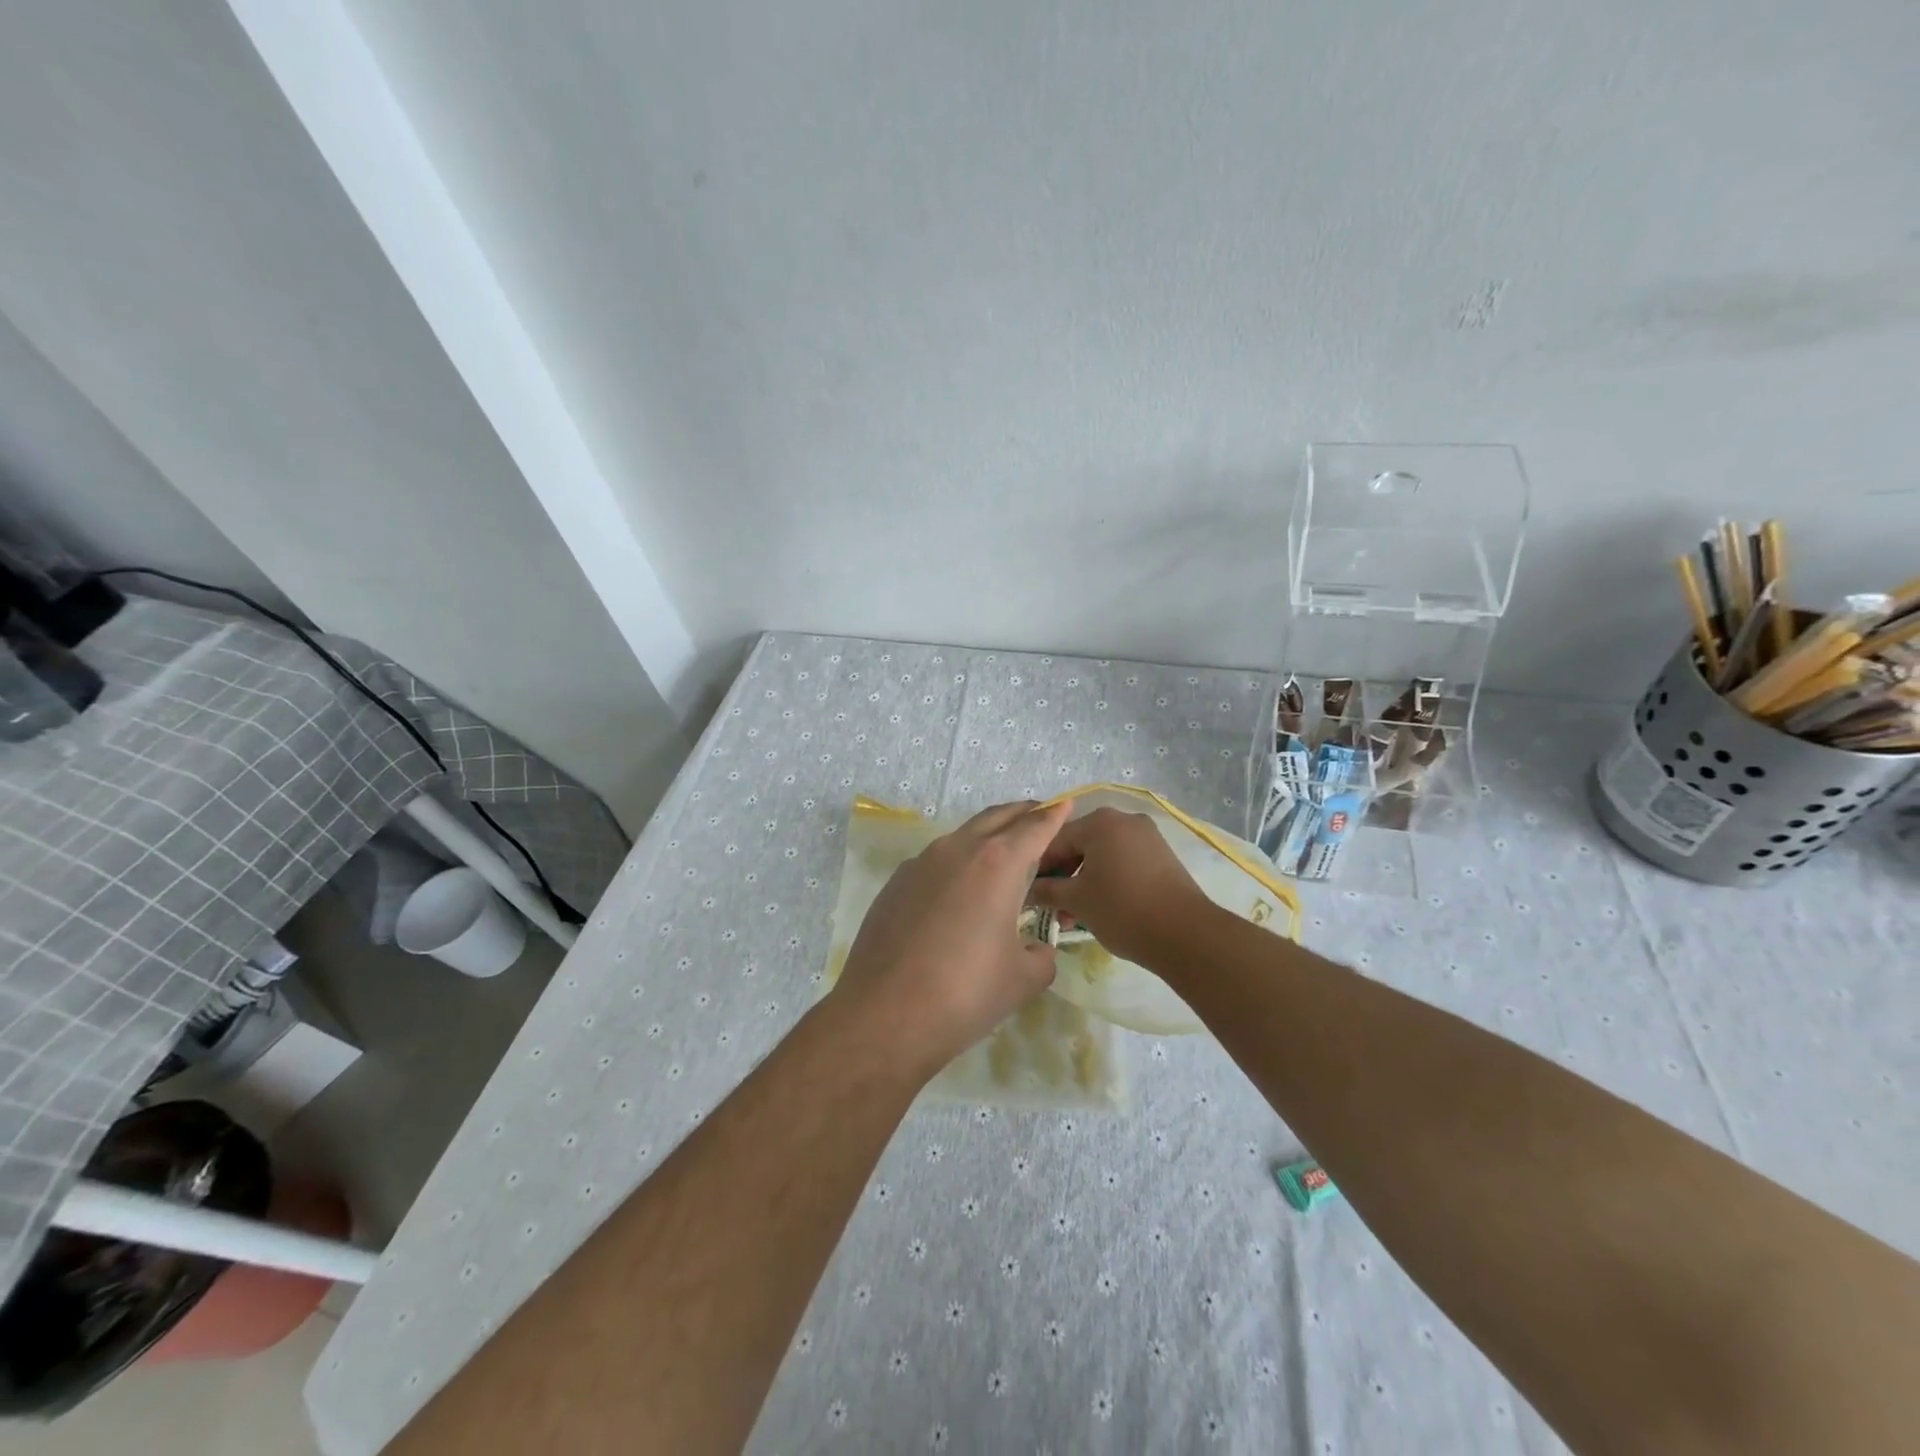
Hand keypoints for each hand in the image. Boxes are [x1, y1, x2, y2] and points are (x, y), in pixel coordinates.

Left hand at [832, 800, 1071, 1079]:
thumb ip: (1042, 955)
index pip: (1035, 826)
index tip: (1067, 804)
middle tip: (1041, 817)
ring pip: (964, 835)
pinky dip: (958, 860)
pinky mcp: (896, 882)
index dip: (1055, 815)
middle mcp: (958, 850)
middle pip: (998, 817)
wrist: (884, 1015)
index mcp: (998, 863)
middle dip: (1023, 814)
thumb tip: (1038, 949)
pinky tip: (960, 889)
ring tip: (1004, 852)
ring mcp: (921, 863)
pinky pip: (936, 859)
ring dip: (989, 835)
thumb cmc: (965, 994)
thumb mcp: (1023, 979)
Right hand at [1027, 807, 1213, 965]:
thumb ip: (1048, 890)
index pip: (1056, 839)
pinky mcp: (1162, 857)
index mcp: (1100, 822)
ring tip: (1074, 916)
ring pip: (1103, 856)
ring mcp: (1147, 837)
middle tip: (1051, 907)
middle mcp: (1124, 820)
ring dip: (1084, 882)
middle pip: (1081, 845)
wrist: (1185, 934)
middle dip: (1063, 876)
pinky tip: (1100, 909)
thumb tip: (1029, 889)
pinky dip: (1107, 881)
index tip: (1028, 891)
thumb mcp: (1077, 900)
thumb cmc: (1122, 909)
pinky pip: (1124, 862)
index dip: (1039, 866)